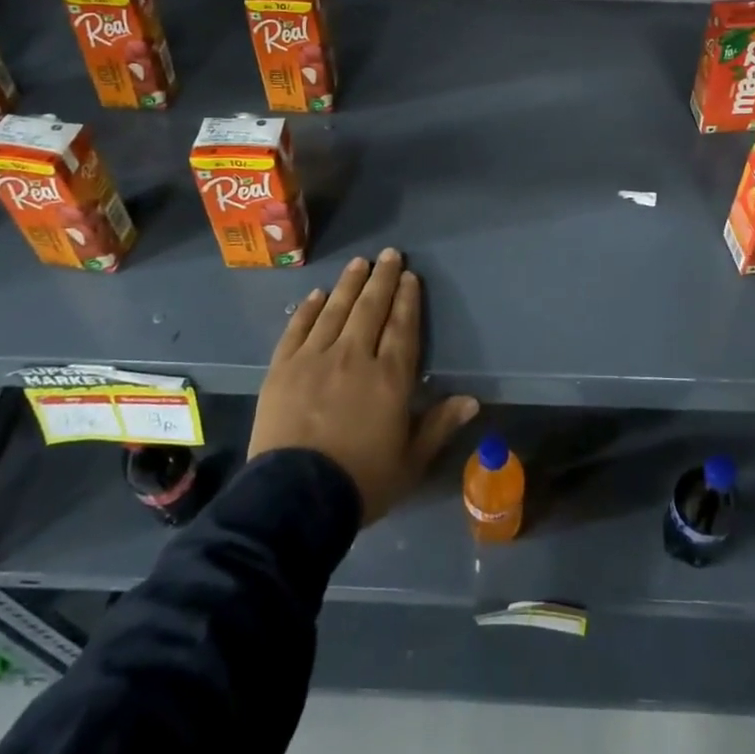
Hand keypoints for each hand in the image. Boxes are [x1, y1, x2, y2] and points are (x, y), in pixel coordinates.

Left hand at [249, 248, 478, 525]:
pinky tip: (318, 294)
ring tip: (359, 263)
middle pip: (371, 309)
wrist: (294, 498)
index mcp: (390, 378)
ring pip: (336, 310)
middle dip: (382, 279)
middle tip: (389, 254)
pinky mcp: (282, 368)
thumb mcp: (410, 462)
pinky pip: (298, 329)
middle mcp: (354, 357)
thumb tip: (472, 399)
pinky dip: (309, 309)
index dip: (407, 300)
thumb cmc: (361, 482)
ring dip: (349, 284)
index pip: (402, 327)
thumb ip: (439, 426)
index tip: (410, 277)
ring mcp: (314, 358)